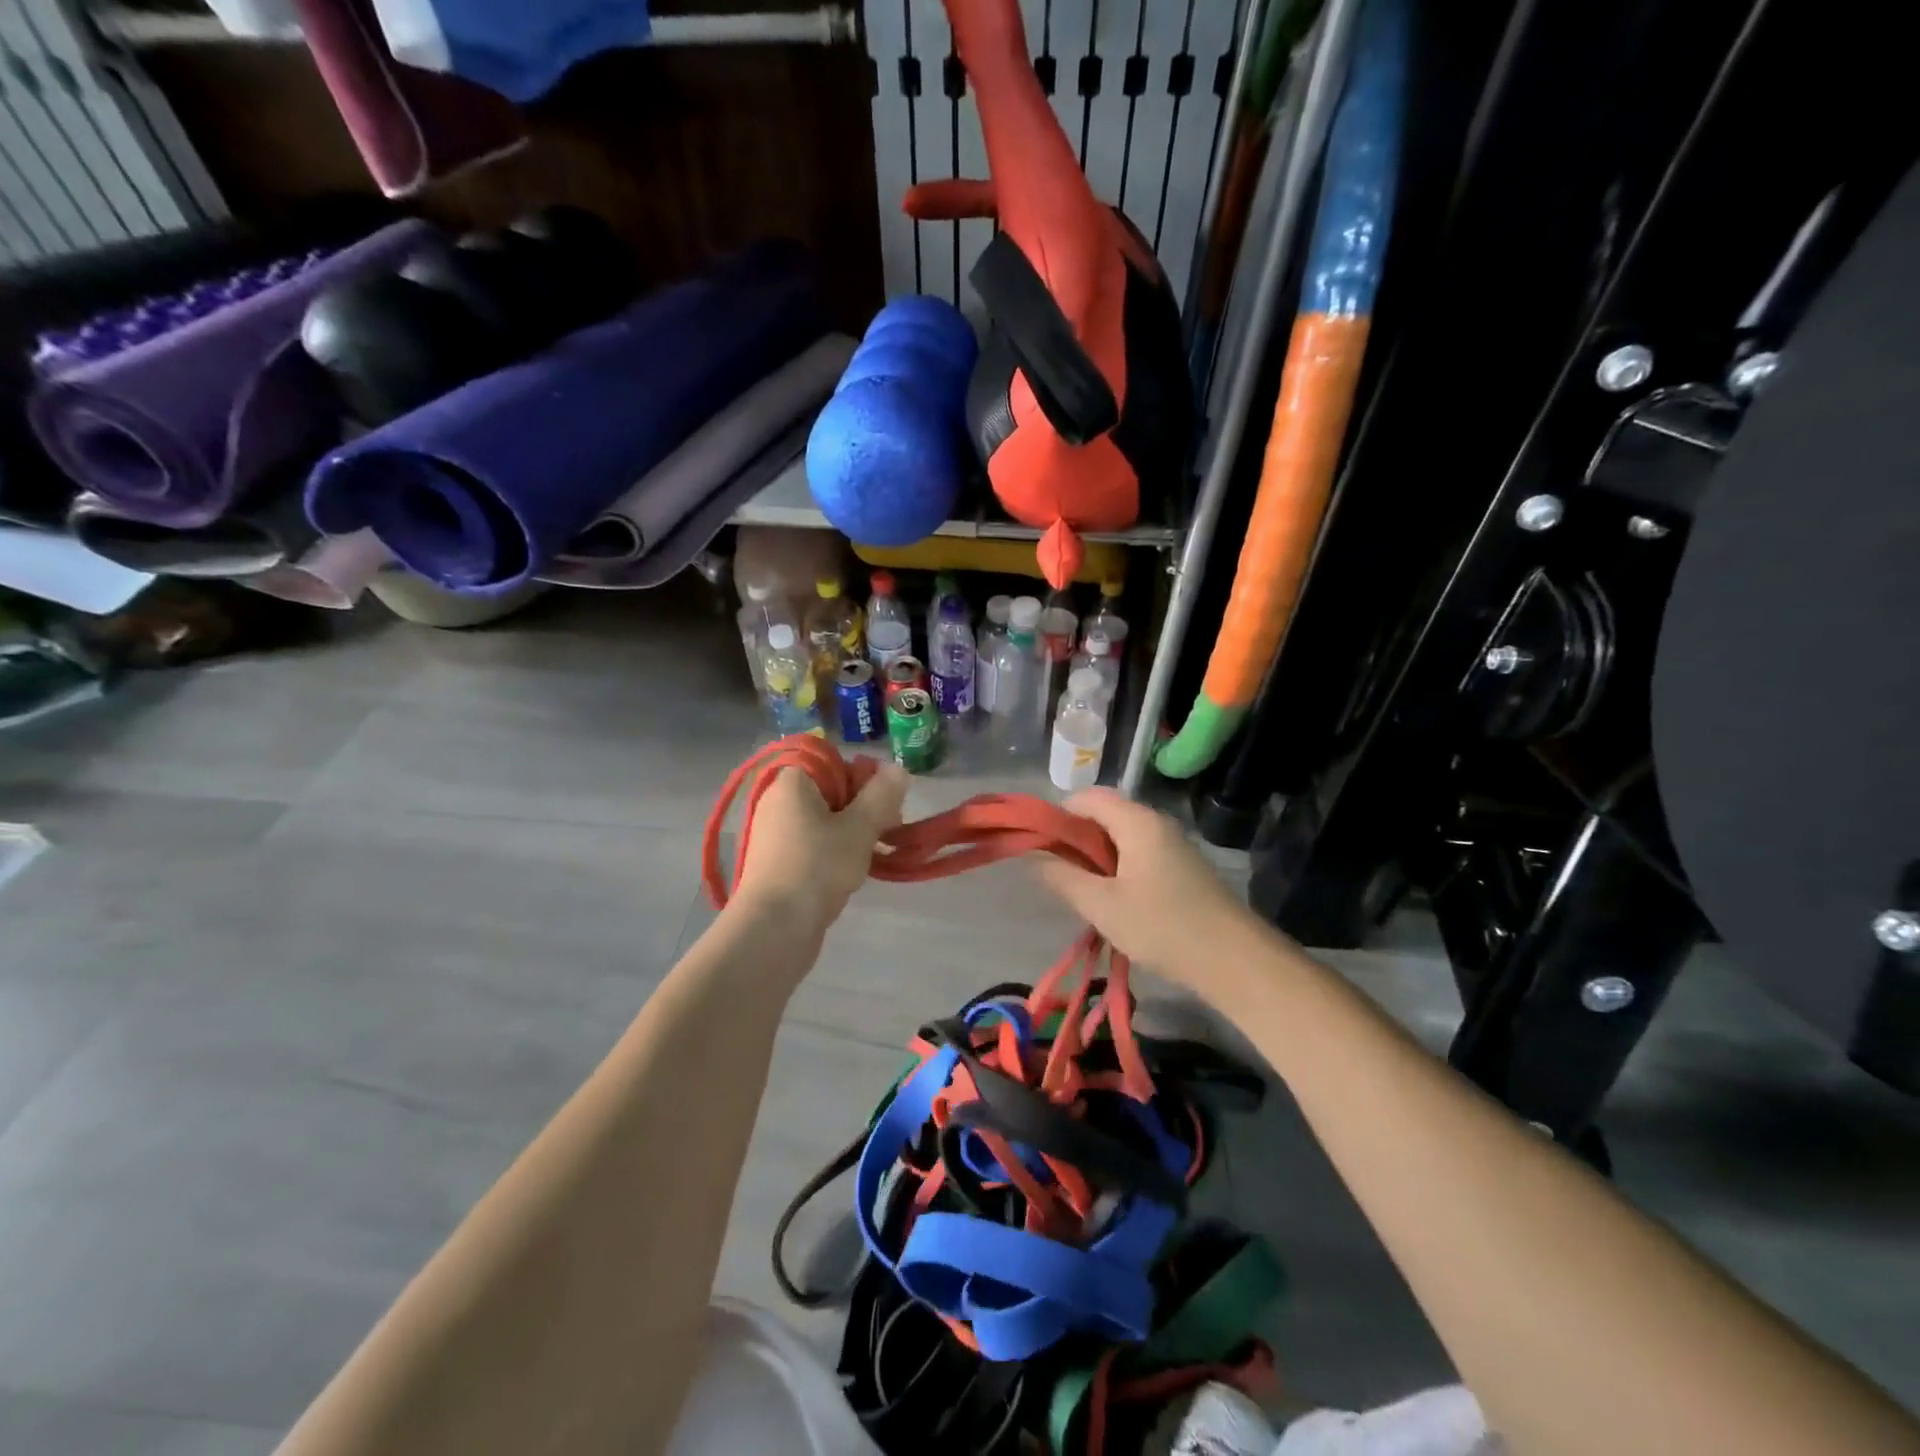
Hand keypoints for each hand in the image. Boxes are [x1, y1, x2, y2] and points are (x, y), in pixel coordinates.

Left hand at [732, 763, 908, 933]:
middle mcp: (778, 801)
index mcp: (792, 781)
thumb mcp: (860, 827)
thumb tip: (897, 769)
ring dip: (853, 832)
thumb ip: (882, 795)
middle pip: (831, 790)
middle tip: (887, 830)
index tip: (884, 803)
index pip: (833, 761)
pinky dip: (835, 851)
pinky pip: (813, 844)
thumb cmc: (817, 867)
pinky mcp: (777, 862)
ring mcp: (774, 833)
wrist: (773, 928)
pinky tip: (852, 871)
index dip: (863, 777)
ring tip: (873, 854)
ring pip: (825, 819)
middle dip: (863, 807)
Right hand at [1035, 788, 1252, 980]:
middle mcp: (1156, 823)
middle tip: (1058, 875)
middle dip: (1076, 839)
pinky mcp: (1183, 867)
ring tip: (1082, 892)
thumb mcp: (1102, 905)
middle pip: (1105, 814)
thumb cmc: (1163, 927)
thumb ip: (1062, 877)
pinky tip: (1114, 901)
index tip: (1040, 848)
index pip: (1087, 798)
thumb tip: (1033, 857)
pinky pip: (1140, 853)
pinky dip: (1118, 868)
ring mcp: (1173, 845)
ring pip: (1122, 837)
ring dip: (1096, 857)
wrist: (1235, 960)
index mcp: (1137, 821)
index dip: (1058, 816)